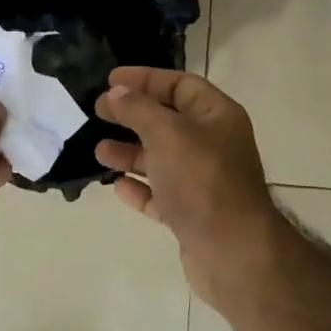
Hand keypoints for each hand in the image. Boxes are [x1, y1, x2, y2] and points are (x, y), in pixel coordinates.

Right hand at [94, 67, 286, 305]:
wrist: (232, 251)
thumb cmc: (202, 180)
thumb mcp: (168, 134)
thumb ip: (139, 110)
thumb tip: (116, 93)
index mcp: (217, 117)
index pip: (180, 85)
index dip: (146, 79)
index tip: (110, 80)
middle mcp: (213, 145)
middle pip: (168, 121)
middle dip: (132, 116)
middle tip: (97, 112)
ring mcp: (203, 182)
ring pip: (161, 159)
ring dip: (130, 153)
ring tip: (100, 152)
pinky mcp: (192, 214)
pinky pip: (160, 194)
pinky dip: (139, 188)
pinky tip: (117, 187)